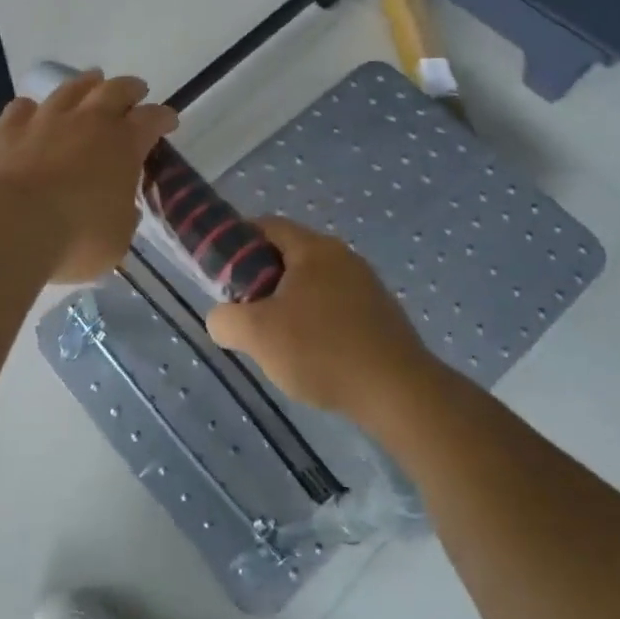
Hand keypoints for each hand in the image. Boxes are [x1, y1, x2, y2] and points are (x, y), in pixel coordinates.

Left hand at [0, 70, 177, 283]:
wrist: (8, 227)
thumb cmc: (75, 239)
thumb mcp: (117, 239)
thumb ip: (123, 215)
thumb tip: (120, 205)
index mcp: (123, 145)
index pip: (152, 120)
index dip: (163, 118)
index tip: (169, 120)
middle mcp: (87, 121)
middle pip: (115, 90)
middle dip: (130, 89)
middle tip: (136, 90)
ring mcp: (44, 120)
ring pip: (70, 89)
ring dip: (86, 84)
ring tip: (92, 81)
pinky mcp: (6, 129)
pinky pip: (22, 107)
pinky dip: (33, 108)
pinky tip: (32, 111)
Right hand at [207, 217, 433, 418]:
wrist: (398, 392)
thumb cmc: (321, 350)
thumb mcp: (256, 335)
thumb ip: (225, 319)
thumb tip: (222, 318)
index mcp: (314, 249)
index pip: (267, 226)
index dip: (237, 242)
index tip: (221, 273)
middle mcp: (344, 257)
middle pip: (290, 257)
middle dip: (262, 280)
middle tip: (245, 312)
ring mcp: (368, 286)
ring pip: (313, 285)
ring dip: (289, 305)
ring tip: (277, 341)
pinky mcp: (381, 316)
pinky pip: (336, 308)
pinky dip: (316, 323)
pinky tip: (312, 356)